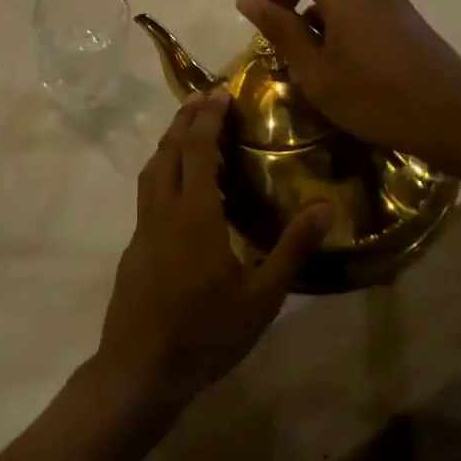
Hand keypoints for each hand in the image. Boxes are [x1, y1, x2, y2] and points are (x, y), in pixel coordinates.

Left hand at [92, 91, 330, 421]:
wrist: (140, 368)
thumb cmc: (206, 333)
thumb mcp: (261, 297)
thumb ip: (292, 248)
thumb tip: (325, 206)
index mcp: (194, 213)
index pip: (196, 148)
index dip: (207, 117)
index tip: (219, 92)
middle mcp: (163, 209)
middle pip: (169, 150)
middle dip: (185, 119)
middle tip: (203, 98)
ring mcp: (143, 227)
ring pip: (152, 169)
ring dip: (169, 142)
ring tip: (188, 130)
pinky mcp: (135, 245)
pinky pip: (148, 191)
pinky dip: (162, 170)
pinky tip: (178, 187)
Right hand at [216, 0, 460, 169]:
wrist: (459, 119)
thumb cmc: (380, 99)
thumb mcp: (318, 73)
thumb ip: (282, 31)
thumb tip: (249, 0)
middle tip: (264, 30)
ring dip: (301, 6)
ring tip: (293, 51)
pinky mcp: (396, 12)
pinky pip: (347, 0)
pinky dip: (324, 16)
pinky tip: (325, 55)